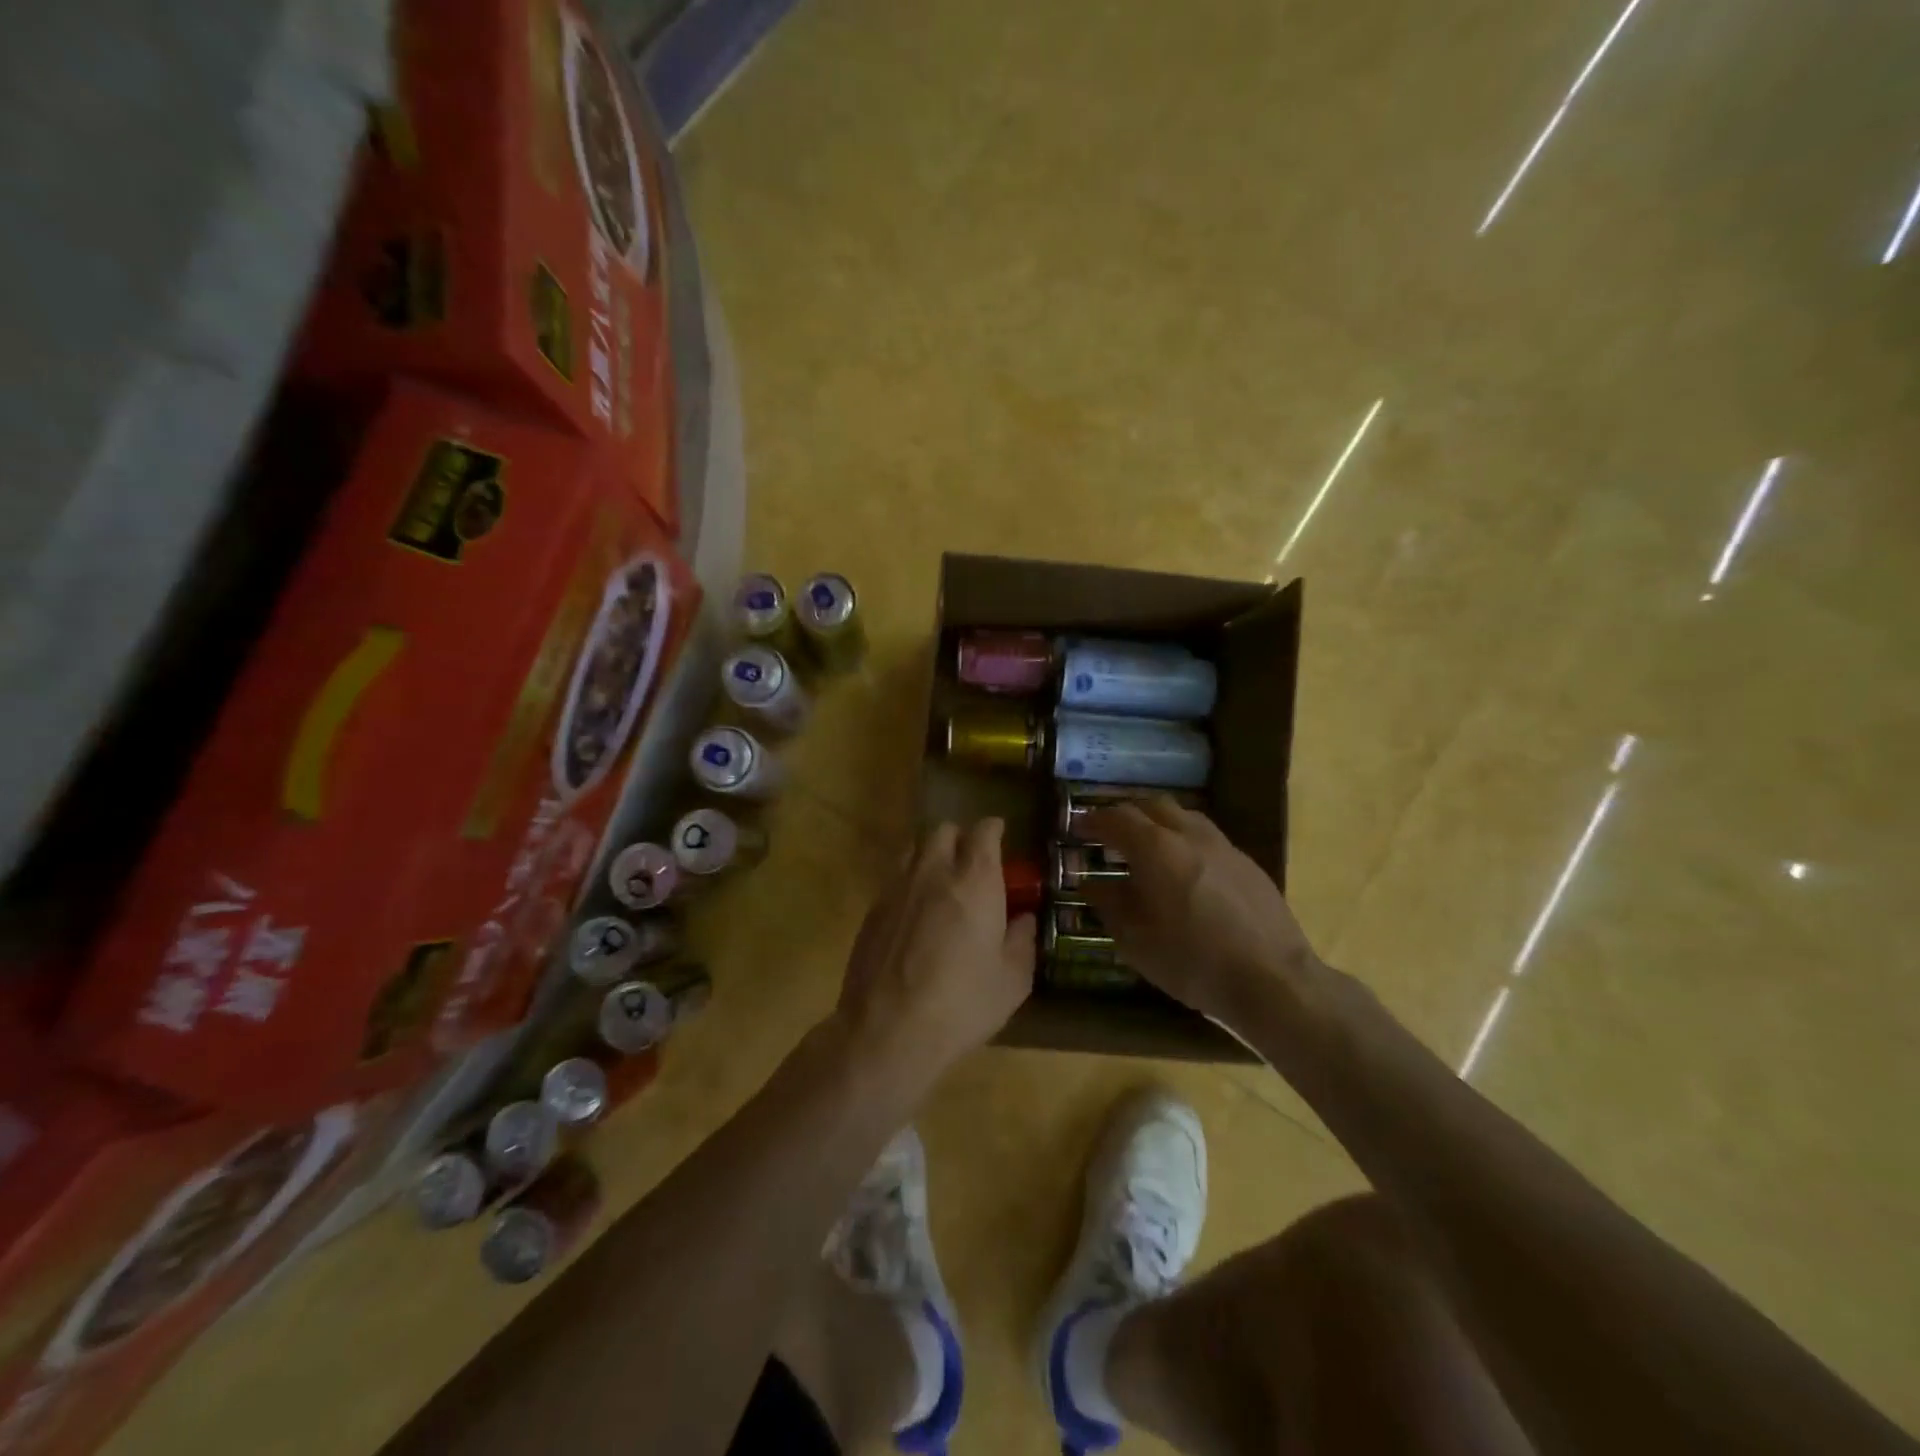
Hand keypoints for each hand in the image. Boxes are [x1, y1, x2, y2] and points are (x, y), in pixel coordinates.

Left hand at [834, 820, 1034, 1099]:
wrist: (887, 1030)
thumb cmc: (961, 1005)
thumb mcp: (1012, 981)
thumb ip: (1022, 941)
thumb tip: (1024, 919)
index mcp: (975, 881)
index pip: (983, 832)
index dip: (993, 830)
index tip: (1000, 837)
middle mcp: (934, 872)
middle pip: (944, 830)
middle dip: (960, 838)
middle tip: (971, 862)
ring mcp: (897, 887)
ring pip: (914, 847)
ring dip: (931, 853)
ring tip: (940, 878)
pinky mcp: (873, 908)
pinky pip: (894, 876)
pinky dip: (908, 878)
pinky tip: (915, 909)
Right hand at [1080, 799, 1322, 1026]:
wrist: (1272, 979)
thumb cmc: (1192, 961)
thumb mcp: (1135, 940)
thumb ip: (1110, 904)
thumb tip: (1091, 883)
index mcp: (1156, 848)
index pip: (1117, 817)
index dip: (1093, 819)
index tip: (1078, 827)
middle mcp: (1190, 835)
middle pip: (1153, 806)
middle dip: (1127, 815)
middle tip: (1110, 834)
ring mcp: (1223, 847)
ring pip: (1184, 817)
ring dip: (1159, 824)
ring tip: (1147, 849)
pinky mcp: (1247, 864)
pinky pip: (1207, 839)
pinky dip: (1185, 842)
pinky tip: (1185, 872)